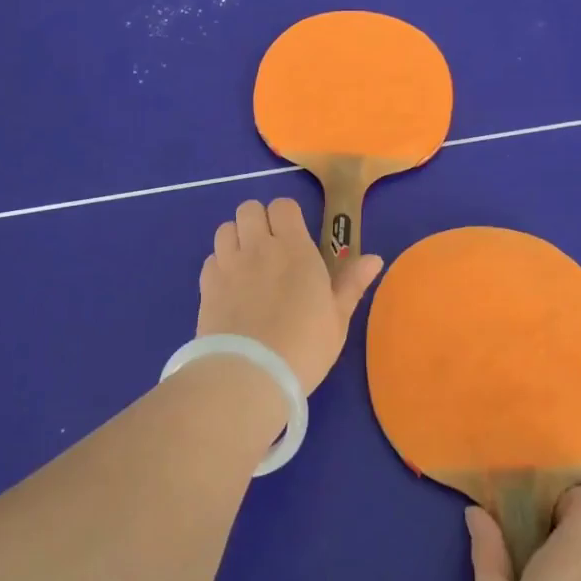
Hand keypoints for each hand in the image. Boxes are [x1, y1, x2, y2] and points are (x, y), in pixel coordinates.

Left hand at [197, 198, 383, 397]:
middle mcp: (258, 247)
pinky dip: (219, 265)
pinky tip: (230, 287)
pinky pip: (211, 258)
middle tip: (269, 249)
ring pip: (225, 228)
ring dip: (236, 238)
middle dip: (258, 221)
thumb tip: (374, 258)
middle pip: (249, 208)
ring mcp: (228, 264)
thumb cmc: (304, 346)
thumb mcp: (337, 318)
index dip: (287, 216)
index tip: (294, 237)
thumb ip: (351, 283)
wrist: (249, 374)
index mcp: (294, 249)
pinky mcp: (206, 285)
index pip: (283, 206)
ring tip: (246, 264)